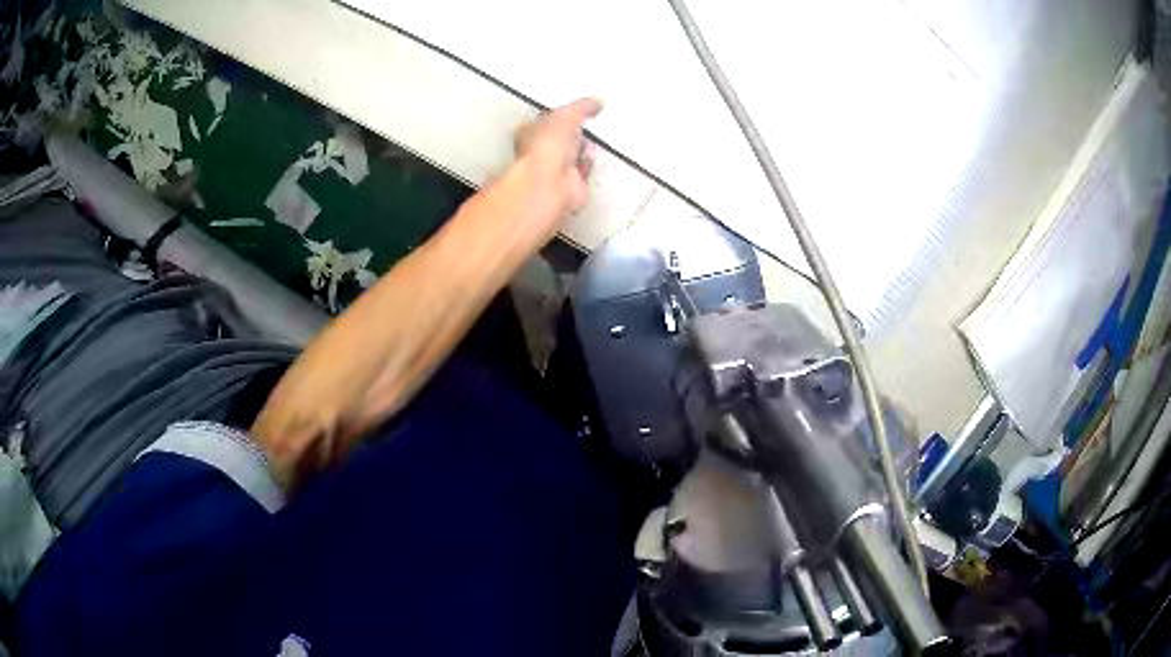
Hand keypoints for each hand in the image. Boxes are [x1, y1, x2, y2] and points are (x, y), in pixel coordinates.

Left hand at [511, 98, 602, 229]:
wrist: (552, 183)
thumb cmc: (547, 147)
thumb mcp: (568, 115)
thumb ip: (583, 106)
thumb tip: (596, 101)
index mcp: (532, 131)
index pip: (546, 118)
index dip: (560, 113)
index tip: (574, 108)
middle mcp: (541, 151)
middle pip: (559, 137)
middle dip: (572, 131)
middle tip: (586, 122)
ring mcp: (555, 169)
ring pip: (571, 154)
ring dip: (581, 148)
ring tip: (593, 138)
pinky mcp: (570, 184)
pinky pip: (582, 170)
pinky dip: (588, 164)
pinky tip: (594, 156)